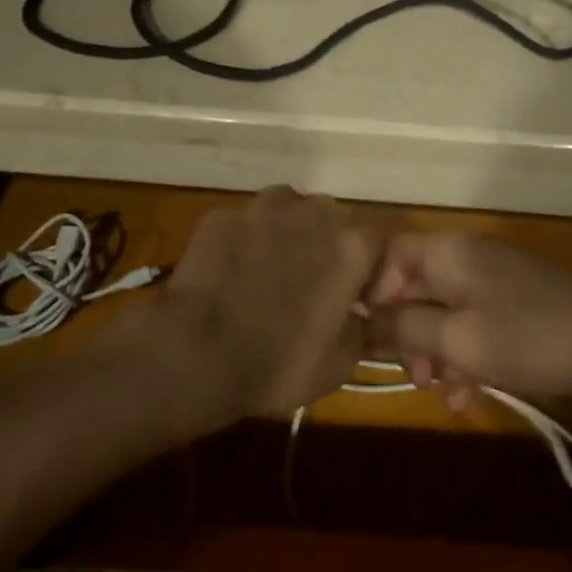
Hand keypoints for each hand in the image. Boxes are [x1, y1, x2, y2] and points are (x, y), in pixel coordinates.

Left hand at [157, 186, 381, 419]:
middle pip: (333, 219)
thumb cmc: (278, 362)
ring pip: (288, 210)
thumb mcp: (339, 363)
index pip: (377, 242)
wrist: (194, 354)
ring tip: (271, 270)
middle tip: (312, 283)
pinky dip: (246, 240)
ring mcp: (264, 208)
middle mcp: (313, 212)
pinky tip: (233, 271)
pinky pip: (246, 222)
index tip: (357, 297)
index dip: (369, 269)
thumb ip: (363, 329)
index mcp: (351, 246)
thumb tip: (363, 317)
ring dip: (288, 233)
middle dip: (328, 245)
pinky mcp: (223, 215)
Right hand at [365, 230, 571, 403]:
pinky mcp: (518, 301)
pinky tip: (469, 396)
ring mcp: (497, 278)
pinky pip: (476, 321)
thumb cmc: (528, 338)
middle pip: (417, 285)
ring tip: (442, 394)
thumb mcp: (458, 340)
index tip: (370, 337)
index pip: (391, 254)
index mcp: (450, 251)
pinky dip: (467, 353)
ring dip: (437, 351)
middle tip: (412, 376)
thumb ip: (406, 329)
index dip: (373, 293)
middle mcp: (470, 256)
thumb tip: (367, 321)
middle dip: (408, 333)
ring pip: (446, 309)